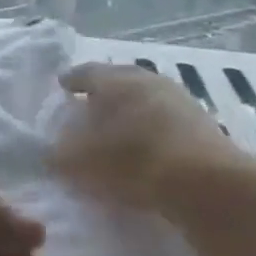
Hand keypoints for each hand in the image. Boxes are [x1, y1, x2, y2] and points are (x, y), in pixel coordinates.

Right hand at [54, 63, 252, 209]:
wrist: (204, 183)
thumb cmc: (131, 162)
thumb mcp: (80, 163)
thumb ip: (59, 155)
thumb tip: (51, 152)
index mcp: (115, 81)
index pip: (87, 72)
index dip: (72, 79)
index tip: (62, 85)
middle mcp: (148, 80)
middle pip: (120, 80)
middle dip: (103, 93)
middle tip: (88, 105)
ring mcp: (180, 99)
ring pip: (146, 98)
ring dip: (130, 109)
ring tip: (117, 127)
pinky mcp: (202, 124)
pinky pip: (165, 118)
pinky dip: (150, 127)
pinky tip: (145, 144)